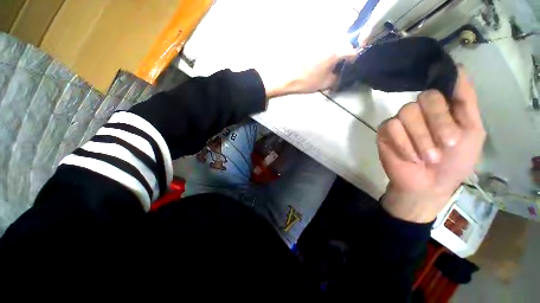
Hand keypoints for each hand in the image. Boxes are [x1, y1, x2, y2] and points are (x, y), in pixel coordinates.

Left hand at [264, 50, 354, 98]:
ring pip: (333, 46)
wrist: (287, 78)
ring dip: (334, 55)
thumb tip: (342, 76)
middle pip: (343, 46)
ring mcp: (319, 42)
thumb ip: (338, 79)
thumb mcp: (326, 83)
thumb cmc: (307, 81)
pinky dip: (325, 54)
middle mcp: (329, 42)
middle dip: (344, 57)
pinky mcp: (310, 45)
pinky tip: (320, 64)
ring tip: (329, 67)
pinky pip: (323, 47)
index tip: (351, 68)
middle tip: (339, 69)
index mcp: (335, 51)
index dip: (354, 60)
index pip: (352, 51)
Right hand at [377, 67, 485, 222]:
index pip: (443, 87)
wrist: (428, 185)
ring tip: (427, 156)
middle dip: (438, 122)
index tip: (455, 118)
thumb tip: (459, 67)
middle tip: (447, 144)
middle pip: (425, 97)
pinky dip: (403, 143)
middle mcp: (421, 110)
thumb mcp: (473, 132)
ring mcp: (401, 120)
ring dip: (420, 137)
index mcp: (443, 107)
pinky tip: (410, 156)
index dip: (452, 100)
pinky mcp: (385, 131)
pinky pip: (391, 126)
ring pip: (407, 113)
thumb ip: (466, 102)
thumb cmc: (455, 162)